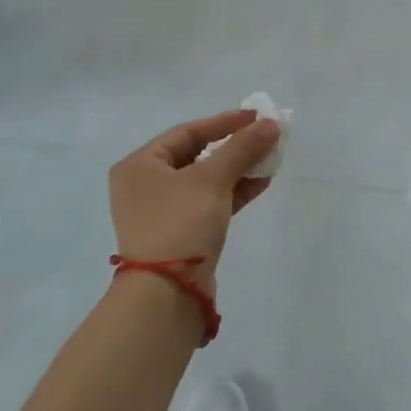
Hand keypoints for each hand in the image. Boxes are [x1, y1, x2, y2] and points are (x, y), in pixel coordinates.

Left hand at [109, 109, 280, 287]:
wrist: (167, 293)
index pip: (187, 132)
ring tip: (269, 160)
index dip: (224, 122)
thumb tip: (271, 123)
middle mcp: (145, 185)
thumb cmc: (180, 223)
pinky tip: (260, 183)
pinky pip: (208, 203)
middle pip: (196, 155)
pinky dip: (232, 192)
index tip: (256, 117)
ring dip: (237, 169)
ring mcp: (161, 212)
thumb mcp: (212, 179)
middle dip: (233, 147)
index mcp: (139, 165)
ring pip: (205, 181)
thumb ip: (242, 148)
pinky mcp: (179, 235)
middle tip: (265, 138)